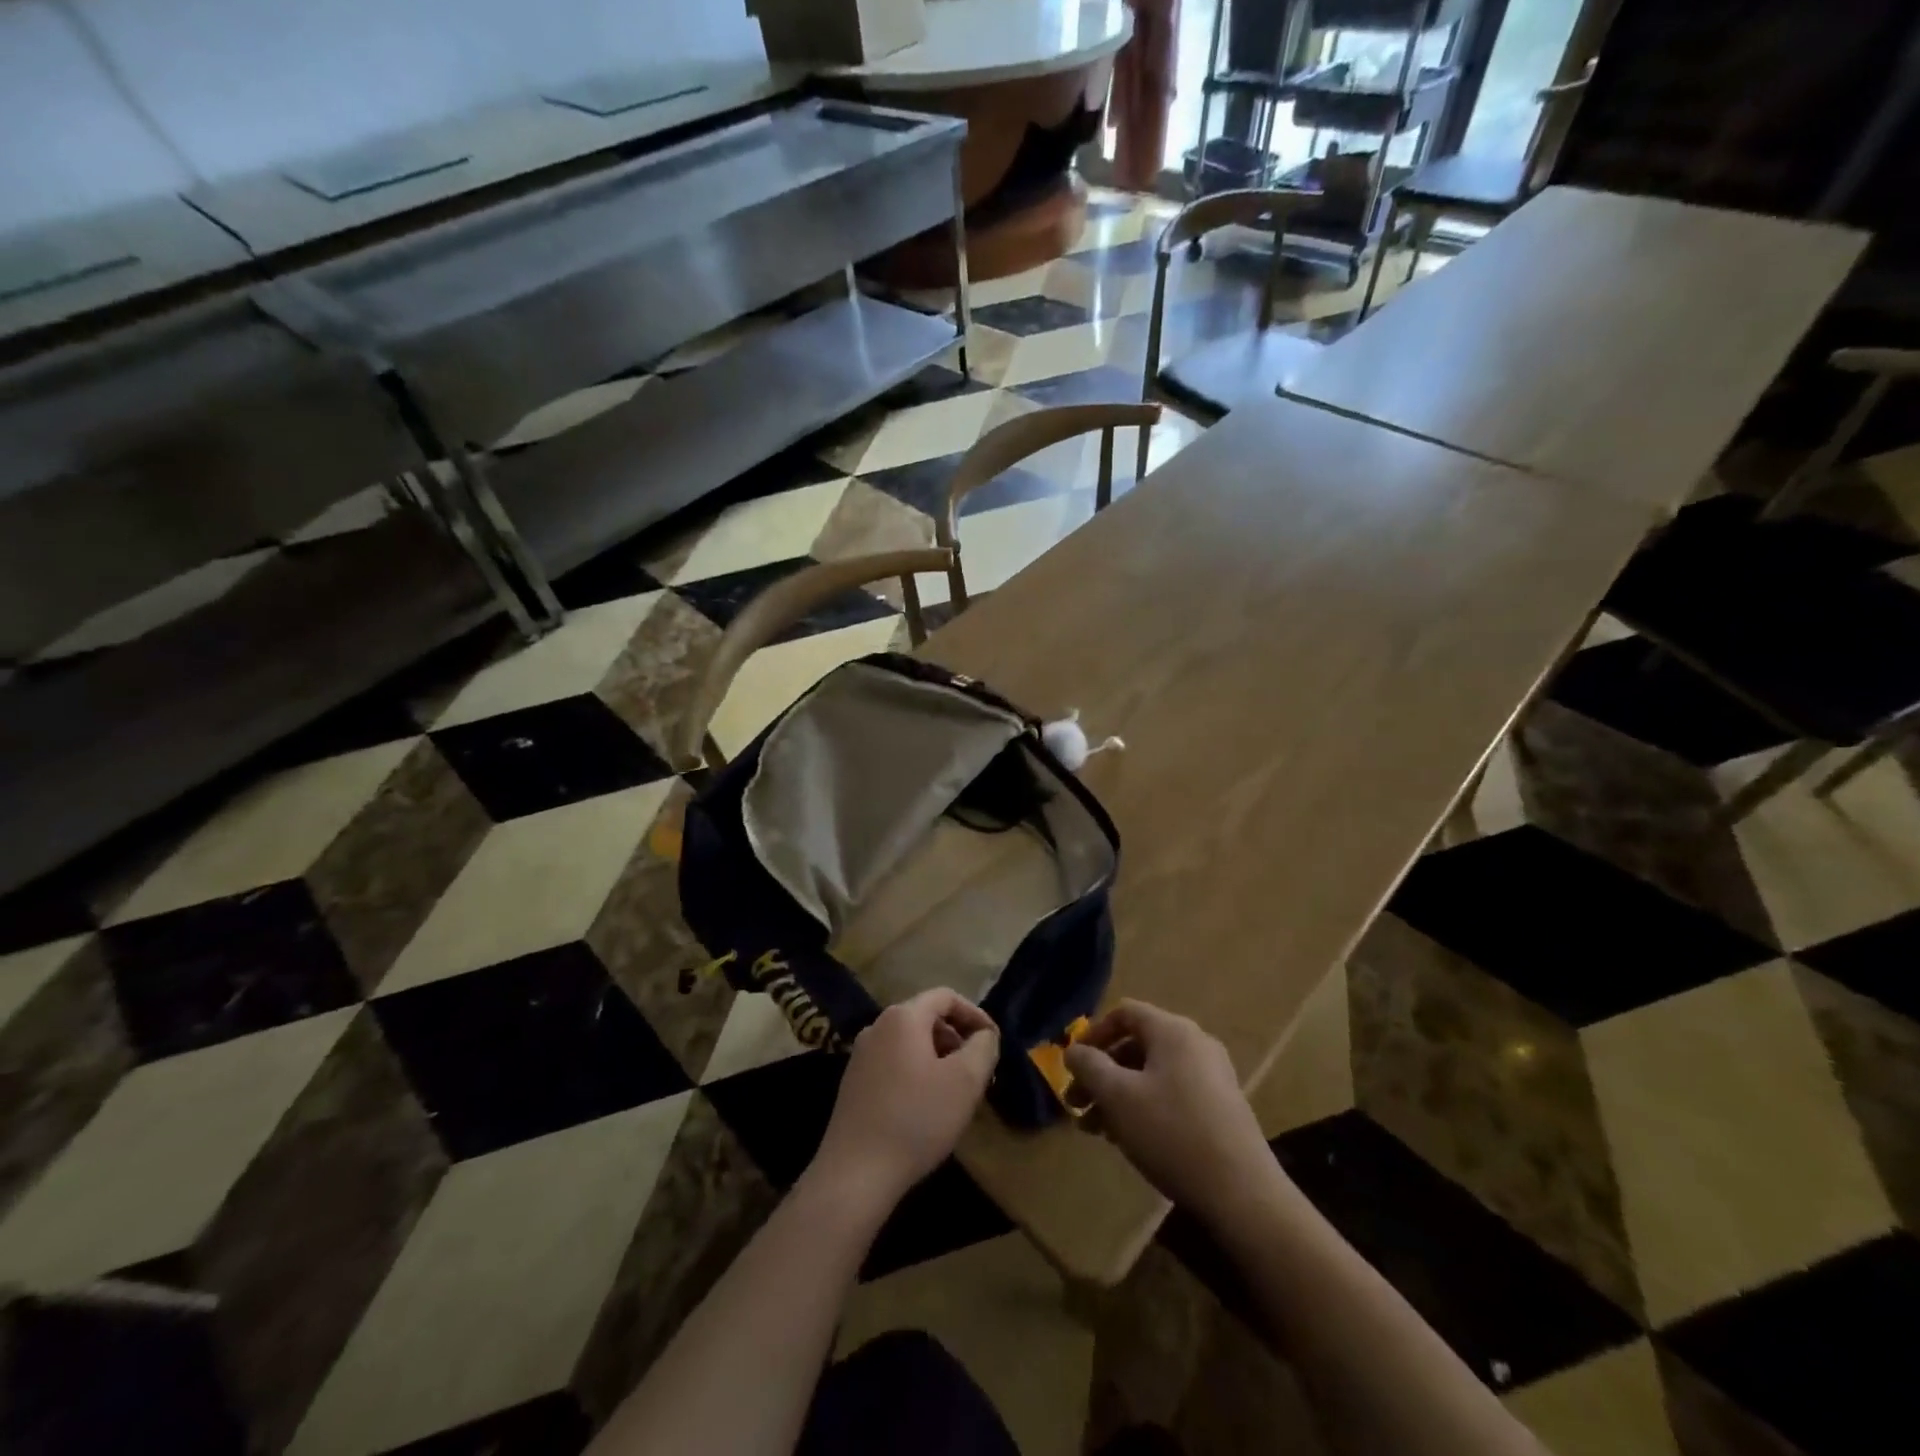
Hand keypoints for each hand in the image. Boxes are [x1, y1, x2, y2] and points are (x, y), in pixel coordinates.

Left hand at [809, 989, 999, 1209]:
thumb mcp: (965, 1081)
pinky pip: (894, 1063)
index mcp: (903, 1017)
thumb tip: (985, 1035)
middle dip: (957, 1038)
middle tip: (978, 1070)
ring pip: (910, 1042)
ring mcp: (861, 1055)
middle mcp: (877, 1026)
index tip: (993, 1042)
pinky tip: (926, 1107)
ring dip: (938, 1057)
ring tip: (956, 1091)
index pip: (946, 996)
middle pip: (927, 1017)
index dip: (975, 1014)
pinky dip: (917, 1073)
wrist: (855, 1174)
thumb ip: (984, 1047)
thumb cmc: (916, 1119)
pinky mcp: (853, 1082)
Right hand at [1064, 1000, 1277, 1224]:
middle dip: (1101, 1073)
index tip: (1073, 1065)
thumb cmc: (1171, 1133)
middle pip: (1137, 1046)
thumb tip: (1074, 1051)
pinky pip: (1172, 1094)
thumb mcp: (1117, 1097)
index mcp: (1173, 1031)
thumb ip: (1089, 1066)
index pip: (1125, 1013)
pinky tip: (1130, 1140)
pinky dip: (1145, 1107)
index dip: (1093, 1033)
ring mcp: (1213, 1076)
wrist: (1243, 1194)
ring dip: (1119, 1095)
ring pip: (1152, 1074)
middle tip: (1077, 1105)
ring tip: (1097, 1131)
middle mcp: (1196, 1044)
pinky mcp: (1222, 1108)